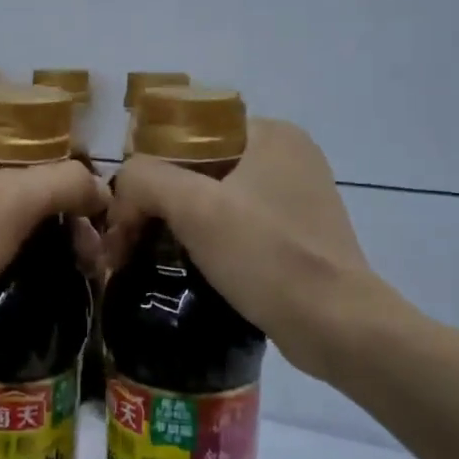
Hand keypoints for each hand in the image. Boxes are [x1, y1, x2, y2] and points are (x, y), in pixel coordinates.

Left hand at [0, 121, 107, 363]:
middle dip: (56, 202)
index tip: (90, 197)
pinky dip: (11, 238)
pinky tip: (38, 259)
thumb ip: (65, 182)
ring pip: (0, 199)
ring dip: (39, 224)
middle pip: (14, 168)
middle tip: (88, 236)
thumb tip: (102, 189)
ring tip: (78, 255)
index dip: (63, 160)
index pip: (22, 131)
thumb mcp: (15, 203)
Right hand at [103, 119, 394, 380]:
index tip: (127, 209)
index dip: (148, 168)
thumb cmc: (266, 255)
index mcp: (270, 133)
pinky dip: (207, 240)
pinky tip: (188, 265)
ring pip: (215, 198)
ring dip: (179, 222)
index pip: (186, 134)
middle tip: (130, 236)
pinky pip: (236, 224)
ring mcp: (297, 196)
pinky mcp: (298, 234)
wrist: (335, 325)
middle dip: (160, 200)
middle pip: (199, 168)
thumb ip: (145, 180)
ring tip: (149, 253)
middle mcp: (288, 156)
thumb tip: (123, 189)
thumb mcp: (194, 208)